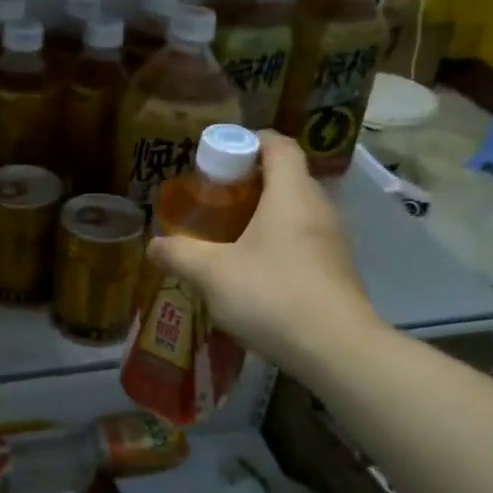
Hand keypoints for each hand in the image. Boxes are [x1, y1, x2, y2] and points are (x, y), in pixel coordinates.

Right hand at [147, 131, 381, 379]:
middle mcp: (318, 208)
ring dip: (264, 216)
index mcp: (291, 193)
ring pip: (296, 212)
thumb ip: (180, 254)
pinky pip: (304, 241)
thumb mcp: (212, 274)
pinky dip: (279, 244)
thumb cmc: (273, 295)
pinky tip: (255, 273)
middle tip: (215, 200)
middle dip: (249, 182)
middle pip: (286, 177)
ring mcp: (334, 241)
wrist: (338, 351)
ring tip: (229, 237)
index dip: (249, 141)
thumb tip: (154, 245)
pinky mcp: (338, 271)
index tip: (220, 156)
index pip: (278, 145)